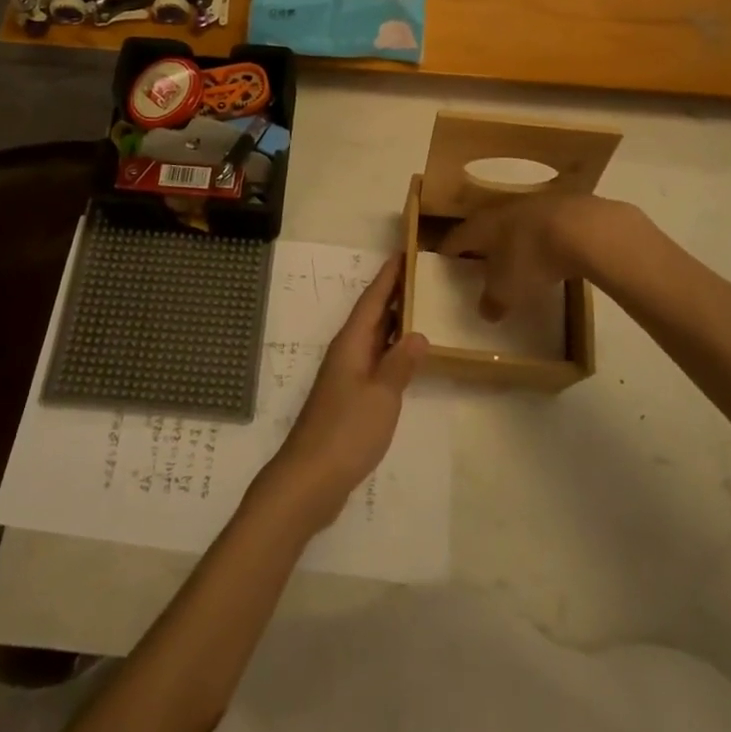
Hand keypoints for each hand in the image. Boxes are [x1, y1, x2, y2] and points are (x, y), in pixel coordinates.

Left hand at [261, 257, 427, 528]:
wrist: (310, 479)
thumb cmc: (346, 431)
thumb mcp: (381, 396)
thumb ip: (399, 364)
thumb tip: (417, 333)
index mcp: (351, 344)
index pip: (372, 300)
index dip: (388, 276)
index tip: (404, 252)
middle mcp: (346, 353)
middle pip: (371, 314)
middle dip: (393, 293)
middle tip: (420, 274)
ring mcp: (346, 376)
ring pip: (373, 337)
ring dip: (393, 321)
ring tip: (420, 306)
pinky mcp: (348, 398)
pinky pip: (374, 360)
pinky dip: (391, 350)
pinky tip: (406, 357)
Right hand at [440, 193, 647, 319]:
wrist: (583, 228)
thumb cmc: (531, 258)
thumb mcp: (507, 289)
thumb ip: (493, 300)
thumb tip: (486, 311)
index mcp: (480, 226)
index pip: (455, 238)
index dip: (448, 251)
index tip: (444, 262)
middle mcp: (501, 210)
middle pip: (485, 228)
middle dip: (481, 244)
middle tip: (480, 263)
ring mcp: (533, 205)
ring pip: (515, 224)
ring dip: (513, 240)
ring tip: (516, 260)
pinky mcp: (563, 207)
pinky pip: (543, 226)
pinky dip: (541, 239)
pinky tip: (550, 253)